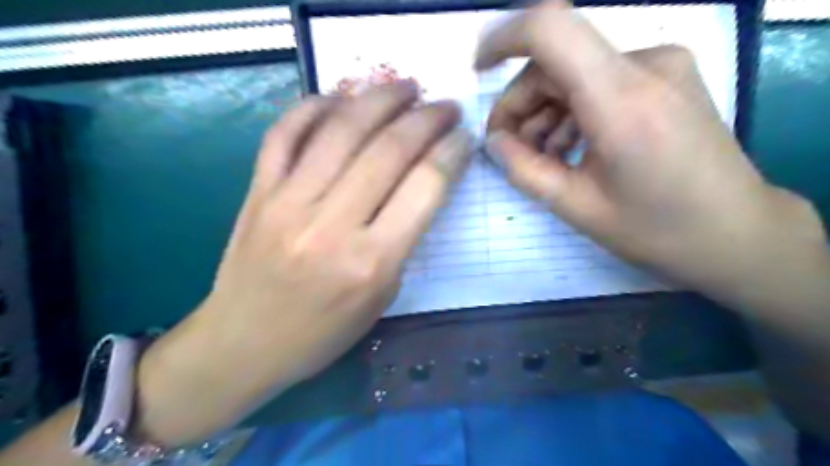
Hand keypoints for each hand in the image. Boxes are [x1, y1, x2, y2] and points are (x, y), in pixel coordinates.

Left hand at [137, 82, 471, 444]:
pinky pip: (285, 133)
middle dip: (426, 118)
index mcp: (371, 263)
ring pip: (340, 129)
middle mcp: (331, 226)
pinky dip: (314, 106)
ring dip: (380, 98)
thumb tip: (420, 183)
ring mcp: (287, 203)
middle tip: (445, 105)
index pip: (425, 187)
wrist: (243, 344)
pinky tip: (341, 98)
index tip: (463, 136)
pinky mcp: (257, 192)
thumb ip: (403, 239)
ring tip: (405, 88)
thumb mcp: (382, 297)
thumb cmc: (322, 333)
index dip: (451, 152)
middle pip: (388, 150)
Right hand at [477, 0, 826, 303]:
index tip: (479, 70)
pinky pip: (600, 82)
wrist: (737, 234)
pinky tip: (571, 148)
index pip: (550, 30)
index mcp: (622, 100)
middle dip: (522, 103)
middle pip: (557, 61)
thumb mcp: (576, 207)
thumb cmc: (656, 230)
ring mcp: (662, 67)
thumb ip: (524, 170)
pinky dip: (574, 111)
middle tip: (510, 148)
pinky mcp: (668, 77)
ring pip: (576, 73)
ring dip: (546, 112)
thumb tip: (493, 141)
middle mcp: (646, 65)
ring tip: (542, 158)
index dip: (503, 39)